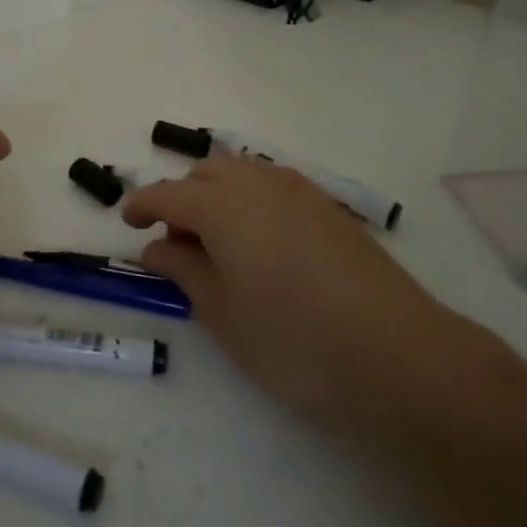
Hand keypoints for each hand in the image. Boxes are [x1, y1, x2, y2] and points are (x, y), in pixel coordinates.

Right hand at [122, 156, 471, 436]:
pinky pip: (274, 184)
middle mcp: (259, 185)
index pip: (168, 194)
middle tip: (177, 242)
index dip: (142, 205)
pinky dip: (251, 198)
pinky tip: (260, 241)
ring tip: (217, 241)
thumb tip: (156, 247)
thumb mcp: (223, 314)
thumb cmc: (294, 341)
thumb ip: (184, 271)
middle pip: (206, 172)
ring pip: (243, 172)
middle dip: (181, 196)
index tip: (128, 223)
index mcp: (223, 208)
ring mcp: (301, 192)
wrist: (397, 354)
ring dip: (217, 192)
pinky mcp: (330, 208)